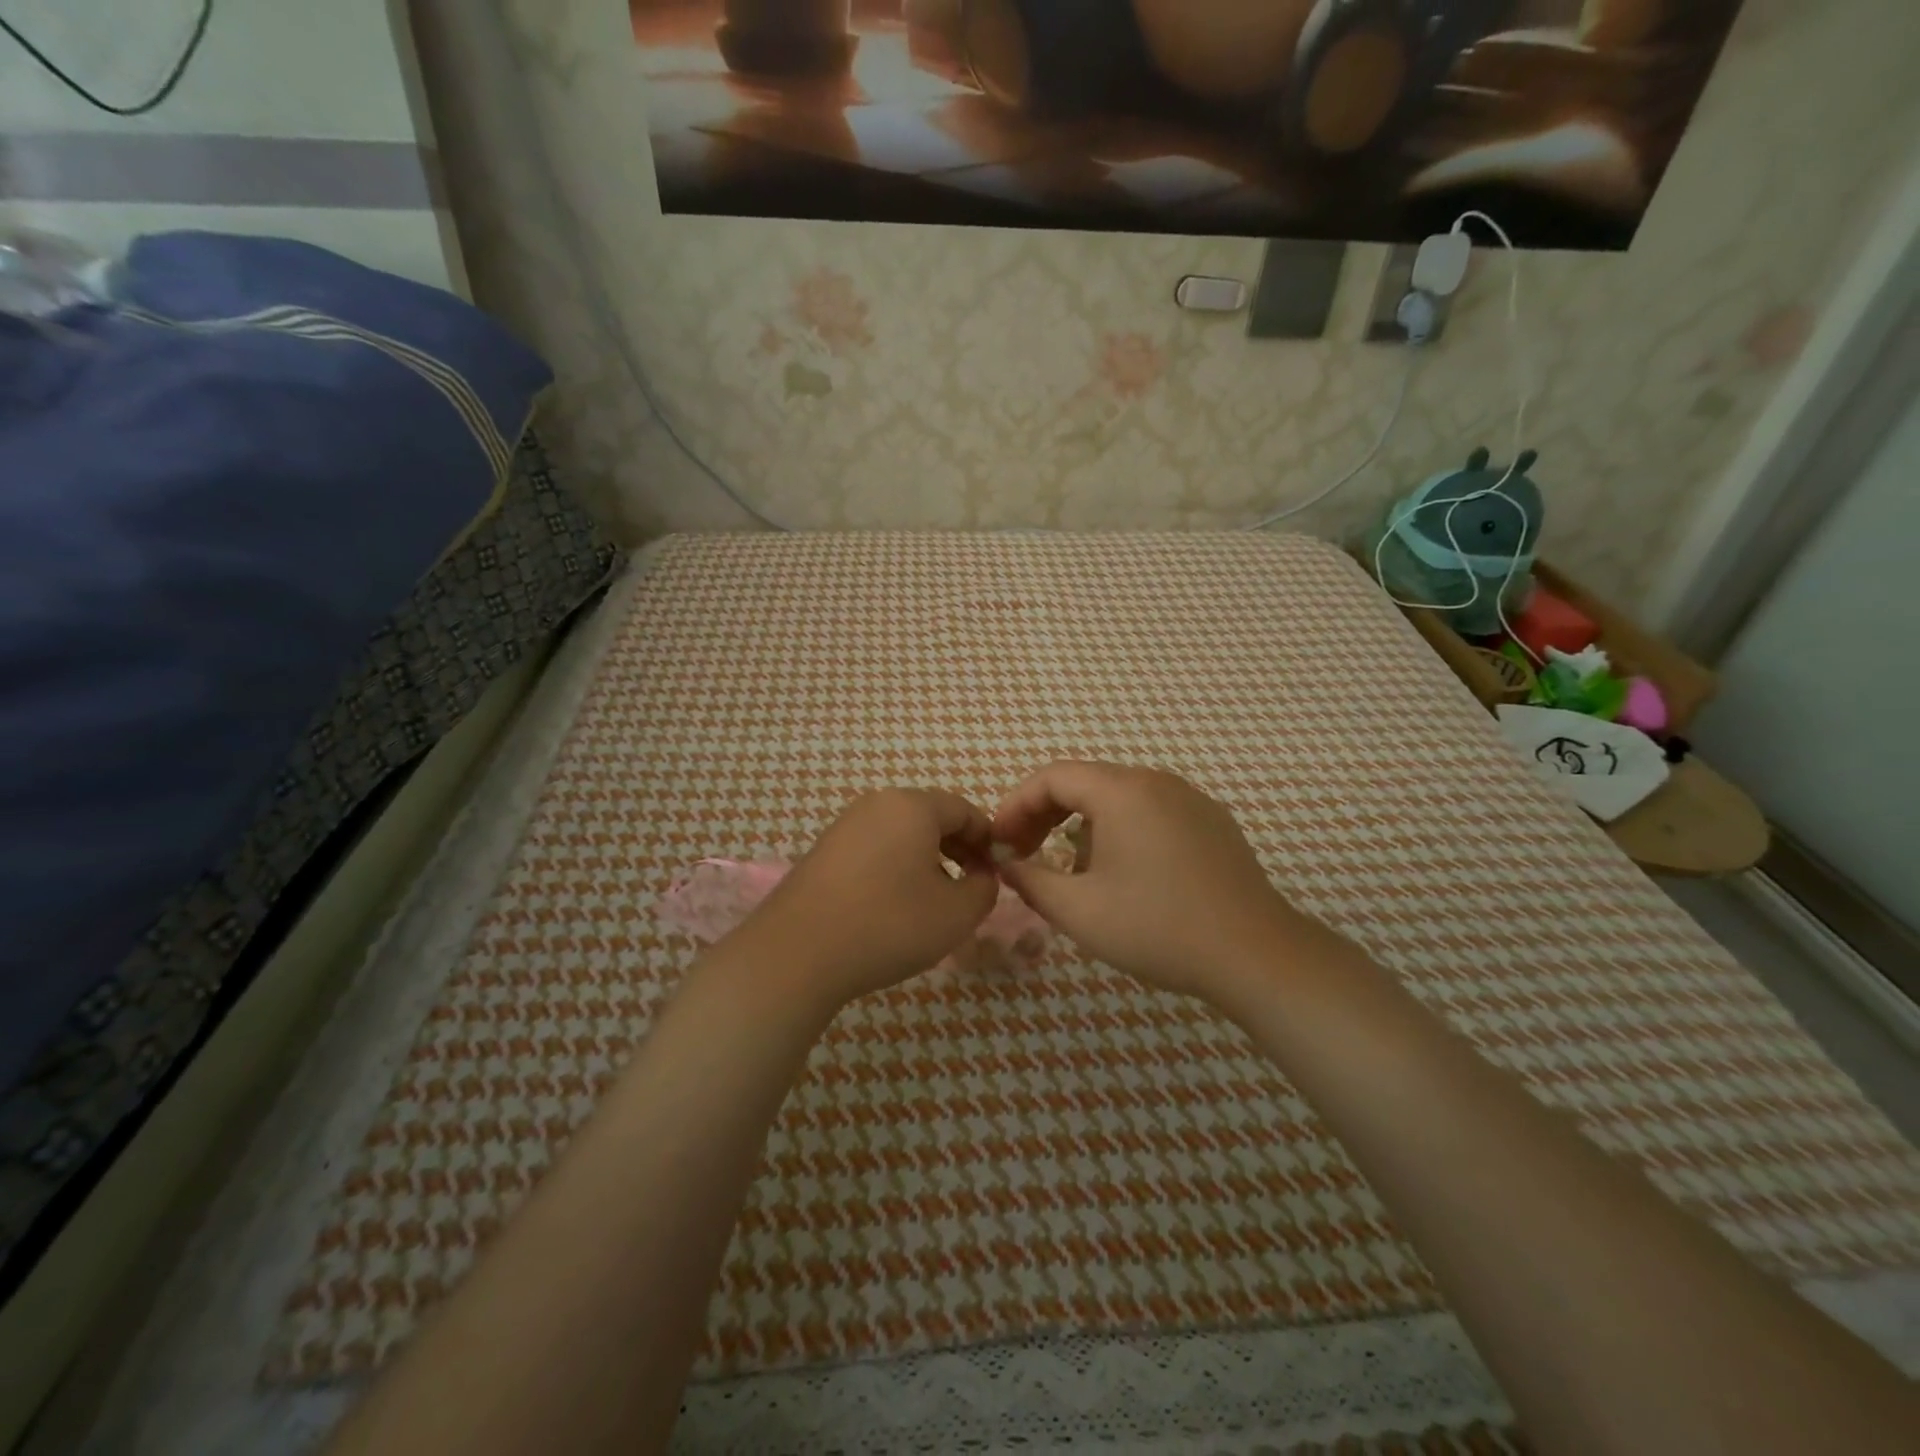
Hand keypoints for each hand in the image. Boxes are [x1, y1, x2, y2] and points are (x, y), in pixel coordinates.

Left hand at [740, 788, 999, 1009]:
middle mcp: (877, 804)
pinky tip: (895, 905)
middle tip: (972, 886)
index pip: (965, 810)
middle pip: (931, 817)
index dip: (988, 840)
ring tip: (935, 900)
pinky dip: (896, 867)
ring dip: (928, 859)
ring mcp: (845, 825)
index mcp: (913, 806)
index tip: (998, 874)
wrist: (797, 954)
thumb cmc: (888, 925)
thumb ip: (985, 888)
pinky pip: (875, 848)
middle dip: (959, 848)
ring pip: (902, 833)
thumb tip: (983, 876)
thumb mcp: (956, 914)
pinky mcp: (823, 851)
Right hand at [992, 761, 1304, 1003]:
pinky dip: (1120, 831)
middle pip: (1085, 782)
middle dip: (1045, 815)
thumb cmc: (1157, 928)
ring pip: (1117, 798)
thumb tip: (1006, 864)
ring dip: (1082, 826)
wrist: (1255, 954)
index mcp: (1122, 791)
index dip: (1016, 805)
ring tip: (1072, 873)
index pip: (1052, 777)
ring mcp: (1190, 799)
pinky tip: (1124, 875)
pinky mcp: (1212, 822)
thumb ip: (1030, 880)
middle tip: (1024, 854)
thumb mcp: (1078, 910)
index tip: (999, 842)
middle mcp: (1156, 781)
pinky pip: (1150, 813)